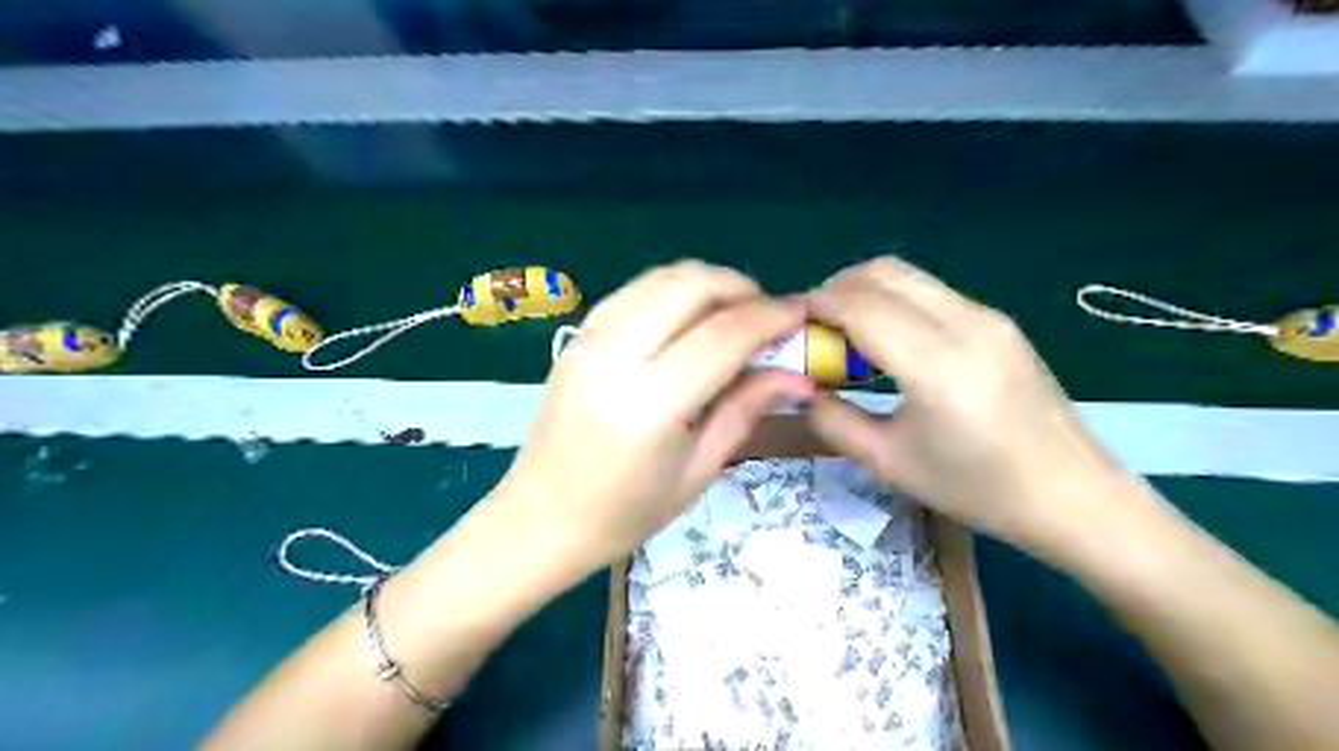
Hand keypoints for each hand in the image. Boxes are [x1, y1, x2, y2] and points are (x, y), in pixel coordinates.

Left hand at [496, 261, 810, 570]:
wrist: (539, 519)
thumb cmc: (623, 514)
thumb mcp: (696, 471)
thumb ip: (745, 410)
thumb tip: (797, 376)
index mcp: (650, 405)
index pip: (723, 335)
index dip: (770, 317)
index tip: (800, 314)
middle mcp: (615, 358)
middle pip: (690, 286)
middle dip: (740, 287)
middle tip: (767, 314)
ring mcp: (589, 341)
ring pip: (660, 278)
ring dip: (707, 283)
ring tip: (734, 312)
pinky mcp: (577, 338)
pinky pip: (633, 292)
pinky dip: (671, 291)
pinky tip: (688, 317)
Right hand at [803, 258, 1150, 557]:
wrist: (1073, 495)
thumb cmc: (977, 488)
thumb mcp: (890, 463)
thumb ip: (834, 419)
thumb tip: (802, 389)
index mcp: (937, 365)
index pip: (861, 306)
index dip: (817, 305)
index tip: (789, 322)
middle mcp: (965, 325)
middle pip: (884, 273)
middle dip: (837, 288)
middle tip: (814, 326)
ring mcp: (988, 318)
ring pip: (909, 276)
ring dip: (866, 291)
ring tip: (845, 333)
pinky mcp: (999, 322)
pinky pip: (931, 293)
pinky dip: (894, 301)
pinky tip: (888, 342)